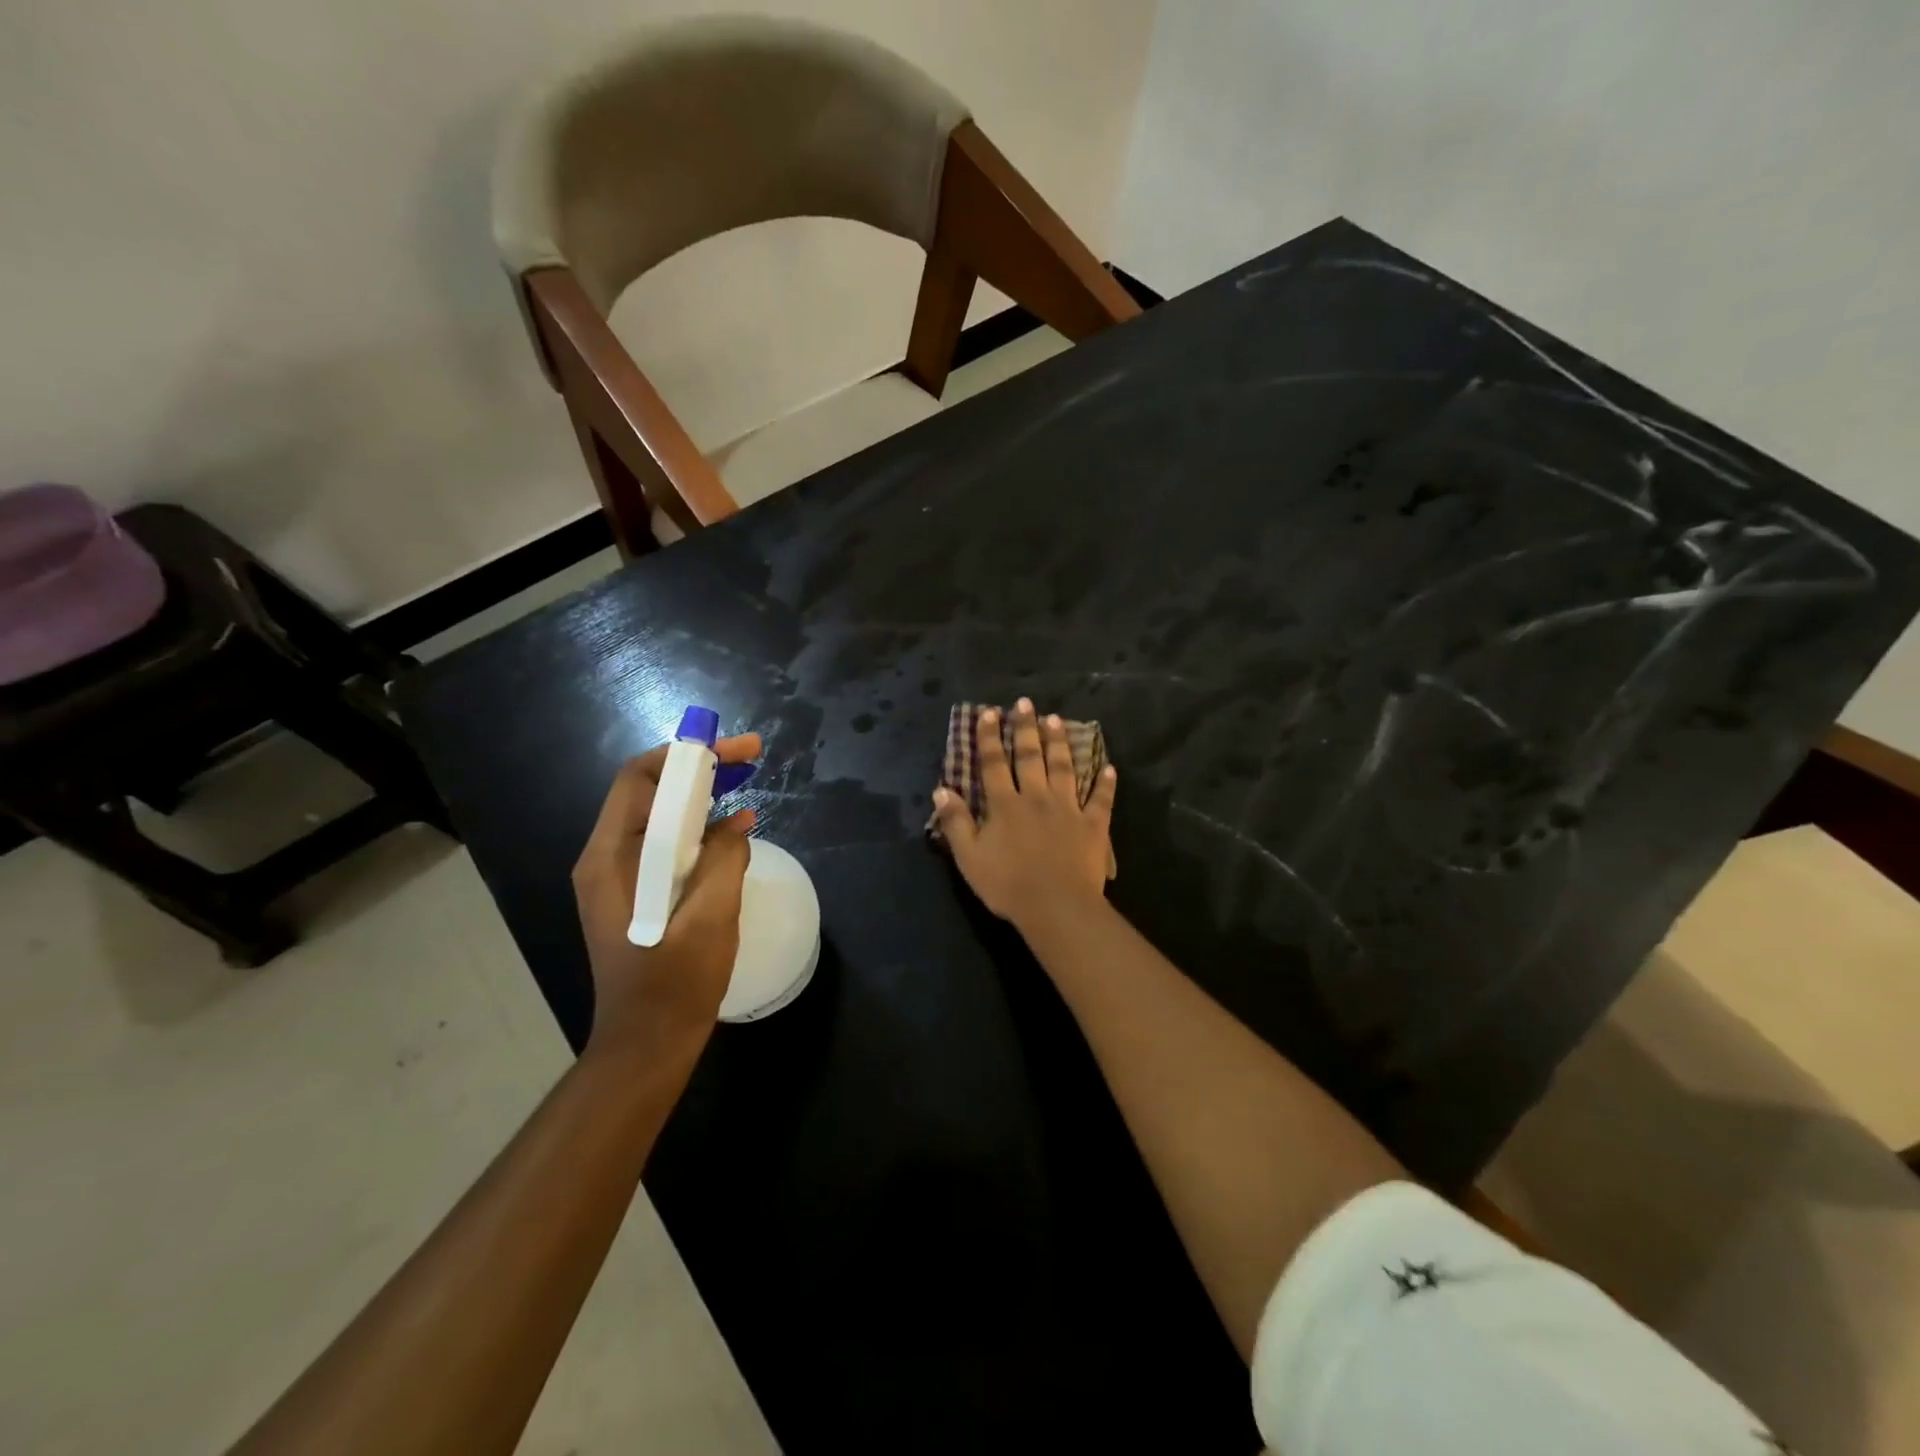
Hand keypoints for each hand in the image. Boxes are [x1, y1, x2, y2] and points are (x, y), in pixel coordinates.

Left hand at [571, 734, 760, 1059]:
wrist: (647, 1043)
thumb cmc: (675, 984)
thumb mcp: (710, 918)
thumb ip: (725, 860)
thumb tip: (737, 822)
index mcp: (612, 859)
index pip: (638, 780)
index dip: (684, 754)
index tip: (731, 747)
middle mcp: (606, 859)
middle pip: (649, 792)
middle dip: (698, 768)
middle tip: (750, 756)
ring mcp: (619, 877)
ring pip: (659, 816)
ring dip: (700, 794)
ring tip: (745, 781)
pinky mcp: (636, 893)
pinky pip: (665, 843)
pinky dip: (697, 826)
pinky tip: (733, 829)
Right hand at [931, 698, 1116, 930]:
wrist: (1056, 907)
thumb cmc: (1007, 885)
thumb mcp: (969, 857)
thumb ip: (956, 821)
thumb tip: (942, 789)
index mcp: (1005, 805)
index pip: (994, 763)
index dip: (989, 737)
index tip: (989, 712)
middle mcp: (1036, 797)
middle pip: (1030, 756)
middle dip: (1025, 728)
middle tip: (1025, 702)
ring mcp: (1068, 809)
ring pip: (1064, 768)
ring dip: (1059, 743)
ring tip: (1056, 720)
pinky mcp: (1093, 826)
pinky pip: (1101, 800)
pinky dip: (1105, 784)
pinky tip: (1109, 768)